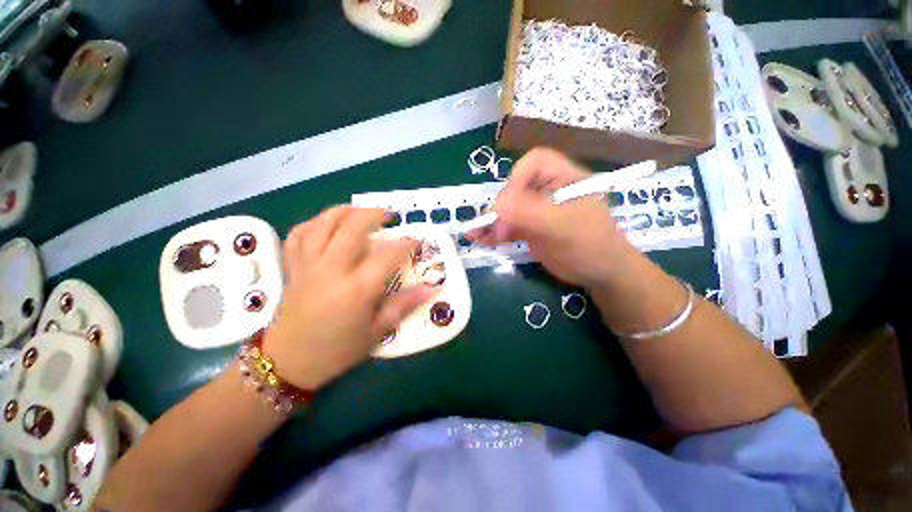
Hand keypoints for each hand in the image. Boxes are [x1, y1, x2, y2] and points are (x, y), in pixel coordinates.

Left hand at [263, 207, 432, 389]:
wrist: (288, 362)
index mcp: (356, 289)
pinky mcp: (294, 267)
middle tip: (389, 215)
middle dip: (373, 214)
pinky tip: (327, 222)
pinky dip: (315, 222)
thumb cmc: (337, 350)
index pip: (387, 256)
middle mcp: (332, 270)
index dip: (406, 244)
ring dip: (345, 211)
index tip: (418, 240)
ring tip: (360, 210)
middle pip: (352, 228)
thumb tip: (430, 289)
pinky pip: (299, 234)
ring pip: (323, 224)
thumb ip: (403, 306)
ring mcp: (308, 265)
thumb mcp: (376, 332)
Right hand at [469, 148, 640, 288]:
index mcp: (563, 178)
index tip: (508, 204)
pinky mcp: (530, 228)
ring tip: (474, 234)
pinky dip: (493, 232)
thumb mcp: (563, 226)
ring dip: (490, 221)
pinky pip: (508, 226)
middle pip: (515, 188)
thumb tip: (497, 204)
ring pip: (507, 209)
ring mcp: (537, 211)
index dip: (517, 178)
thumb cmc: (591, 245)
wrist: (601, 274)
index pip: (535, 163)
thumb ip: (530, 213)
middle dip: (500, 207)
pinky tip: (481, 239)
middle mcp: (547, 190)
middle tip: (492, 226)